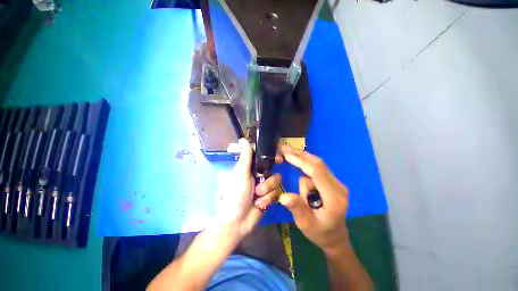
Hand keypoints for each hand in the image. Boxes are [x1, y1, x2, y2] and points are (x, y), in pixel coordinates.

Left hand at [216, 138, 281, 238]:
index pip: (264, 158)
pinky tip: (259, 204)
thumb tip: (243, 138)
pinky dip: (268, 199)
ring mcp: (264, 187)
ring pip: (276, 182)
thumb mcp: (240, 174)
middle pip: (273, 170)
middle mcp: (258, 176)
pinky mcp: (269, 197)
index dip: (273, 156)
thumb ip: (246, 156)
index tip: (280, 158)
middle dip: (269, 179)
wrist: (237, 222)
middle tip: (263, 181)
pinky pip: (276, 193)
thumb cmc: (235, 195)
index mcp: (250, 168)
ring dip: (267, 191)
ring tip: (257, 197)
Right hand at [279, 145, 349, 253]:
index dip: (300, 161)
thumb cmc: (320, 232)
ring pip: (317, 164)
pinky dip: (304, 162)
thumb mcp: (306, 225)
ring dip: (301, 157)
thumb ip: (297, 209)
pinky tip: (295, 160)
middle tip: (283, 147)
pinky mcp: (331, 181)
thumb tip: (283, 196)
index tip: (286, 154)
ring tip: (286, 151)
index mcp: (333, 197)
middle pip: (318, 164)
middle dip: (299, 154)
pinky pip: (317, 168)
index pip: (317, 172)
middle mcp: (338, 186)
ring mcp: (336, 183)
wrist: (335, 236)